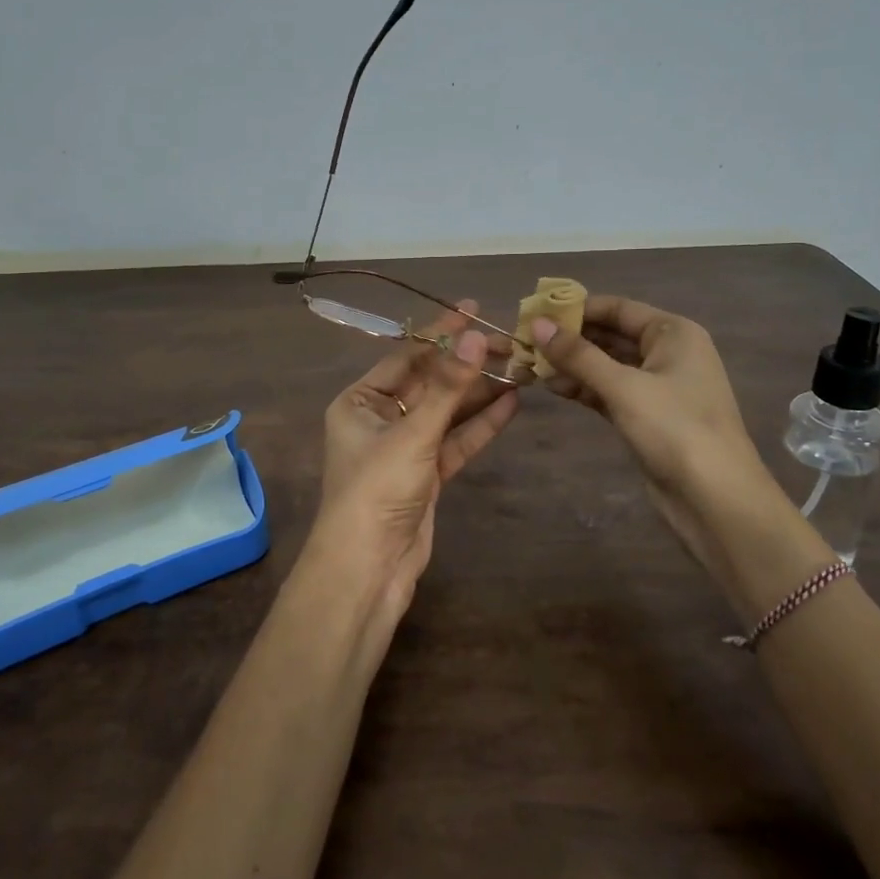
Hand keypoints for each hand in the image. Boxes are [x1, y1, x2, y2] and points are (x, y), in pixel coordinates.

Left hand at [301, 302, 519, 624]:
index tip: (473, 310)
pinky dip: (481, 425)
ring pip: (447, 412)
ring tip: (520, 368)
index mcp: (359, 401)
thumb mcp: (413, 433)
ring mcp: (405, 447)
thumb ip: (448, 386)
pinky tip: (511, 403)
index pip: (406, 356)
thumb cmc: (377, 489)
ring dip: (479, 393)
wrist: (369, 568)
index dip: (440, 333)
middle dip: (467, 364)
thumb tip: (476, 336)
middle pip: (430, 382)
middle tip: (509, 343)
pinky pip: (456, 441)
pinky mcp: (427, 475)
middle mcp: (380, 418)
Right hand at [532, 295, 792, 566]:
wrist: (715, 499)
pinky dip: (584, 388)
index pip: (618, 308)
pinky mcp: (647, 416)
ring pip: (607, 365)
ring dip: (573, 365)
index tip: (535, 312)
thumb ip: (578, 355)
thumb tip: (538, 324)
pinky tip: (553, 387)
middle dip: (570, 339)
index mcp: (673, 333)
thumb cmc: (675, 429)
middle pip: (611, 335)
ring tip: (531, 365)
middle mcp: (668, 353)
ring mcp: (658, 386)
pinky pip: (609, 391)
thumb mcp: (623, 386)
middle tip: (526, 340)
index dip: (576, 308)